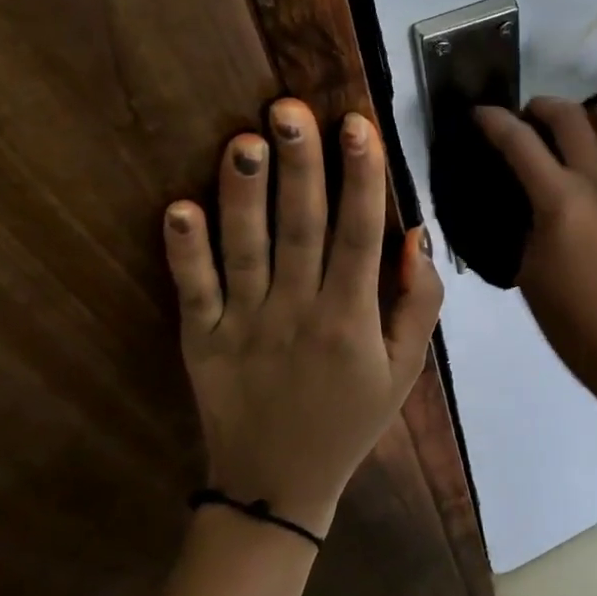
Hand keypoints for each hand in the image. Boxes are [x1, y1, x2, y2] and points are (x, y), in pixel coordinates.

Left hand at [161, 99, 443, 536]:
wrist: (277, 487)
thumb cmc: (351, 418)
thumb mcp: (406, 369)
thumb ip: (418, 301)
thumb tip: (416, 233)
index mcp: (351, 318)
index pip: (360, 234)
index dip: (361, 177)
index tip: (357, 125)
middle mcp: (298, 313)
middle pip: (301, 228)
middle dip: (300, 165)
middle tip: (291, 108)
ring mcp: (243, 325)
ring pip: (245, 249)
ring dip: (243, 194)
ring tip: (243, 139)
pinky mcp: (201, 340)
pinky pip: (193, 290)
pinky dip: (184, 251)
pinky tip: (178, 208)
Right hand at [474, 97, 596, 410]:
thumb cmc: (577, 326)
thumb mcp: (530, 272)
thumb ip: (529, 222)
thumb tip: (530, 194)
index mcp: (561, 203)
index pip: (518, 142)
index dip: (493, 121)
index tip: (482, 114)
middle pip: (572, 116)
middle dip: (543, 106)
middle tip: (534, 119)